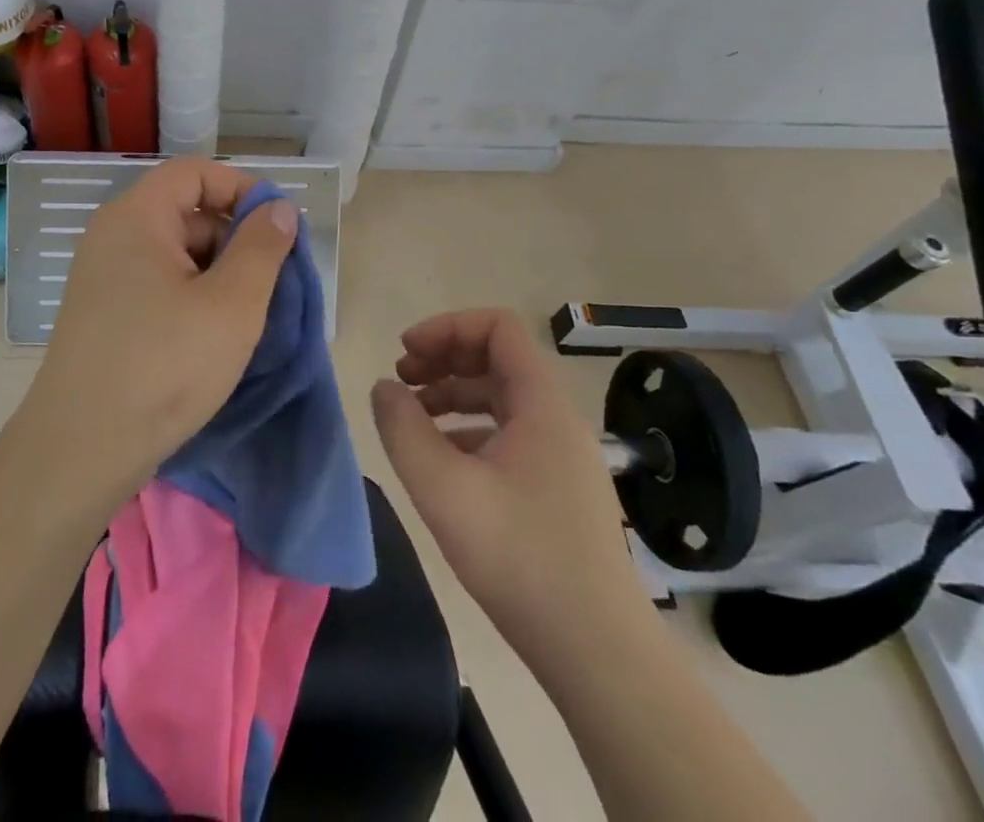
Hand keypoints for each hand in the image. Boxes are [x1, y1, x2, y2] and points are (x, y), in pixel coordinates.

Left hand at [15, 157, 297, 510]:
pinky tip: (214, 334)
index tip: (278, 227)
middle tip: (272, 281)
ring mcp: (103, 276)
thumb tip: (279, 208)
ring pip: (175, 252)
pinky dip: (192, 295)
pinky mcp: (104, 312)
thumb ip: (262, 247)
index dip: (242, 189)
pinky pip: (158, 283)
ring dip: (218, 272)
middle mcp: (112, 236)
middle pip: (186, 211)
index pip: (195, 173)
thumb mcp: (232, 304)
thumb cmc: (164, 367)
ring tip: (248, 315)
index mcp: (136, 218)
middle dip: (235, 237)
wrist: (80, 451)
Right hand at [370, 310, 644, 647]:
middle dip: (444, 359)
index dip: (447, 327)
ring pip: (501, 399)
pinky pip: (510, 436)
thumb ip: (403, 429)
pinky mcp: (559, 490)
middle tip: (401, 380)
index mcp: (541, 405)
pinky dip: (470, 431)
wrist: (599, 655)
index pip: (498, 327)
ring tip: (412, 417)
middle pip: (497, 359)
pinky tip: (442, 461)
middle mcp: (557, 420)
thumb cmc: (520, 560)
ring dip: (453, 394)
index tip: (406, 353)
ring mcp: (562, 457)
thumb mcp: (444, 490)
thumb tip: (385, 387)